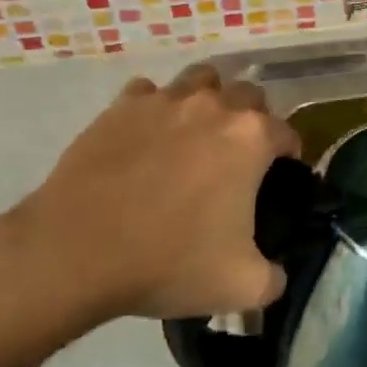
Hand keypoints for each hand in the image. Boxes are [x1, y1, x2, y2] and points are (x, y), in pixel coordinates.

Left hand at [0, 64, 299, 357]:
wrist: (76, 251)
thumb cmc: (168, 262)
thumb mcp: (242, 286)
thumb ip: (274, 277)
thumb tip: (276, 273)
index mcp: (250, 138)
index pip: (287, 133)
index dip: (289, 155)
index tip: (280, 176)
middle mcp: (212, 106)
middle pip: (248, 94)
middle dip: (253, 119)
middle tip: (240, 156)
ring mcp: (163, 101)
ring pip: (200, 79)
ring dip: (209, 100)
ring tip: (198, 134)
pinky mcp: (121, 107)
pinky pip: (150, 93)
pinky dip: (156, 109)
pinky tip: (148, 138)